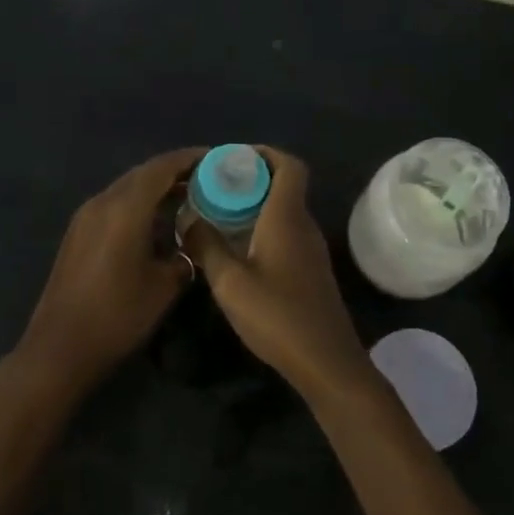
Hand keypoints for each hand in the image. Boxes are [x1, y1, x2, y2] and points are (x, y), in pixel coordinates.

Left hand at [16, 147, 204, 393]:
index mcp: (125, 208)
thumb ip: (186, 255)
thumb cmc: (117, 316)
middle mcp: (102, 202)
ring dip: (155, 188)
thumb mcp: (164, 287)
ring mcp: (85, 216)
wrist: (59, 348)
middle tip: (206, 179)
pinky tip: (156, 222)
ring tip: (187, 199)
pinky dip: (138, 203)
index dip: (189, 159)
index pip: (161, 168)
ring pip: (126, 188)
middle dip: (174, 172)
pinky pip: (113, 204)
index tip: (215, 158)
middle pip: (143, 174)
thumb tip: (196, 241)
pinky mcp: (77, 233)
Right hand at [181, 148, 373, 401]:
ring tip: (218, 215)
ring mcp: (311, 249)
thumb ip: (206, 246)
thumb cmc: (278, 316)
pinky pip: (286, 233)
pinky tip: (237, 249)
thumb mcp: (230, 283)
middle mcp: (303, 225)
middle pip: (284, 185)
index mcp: (287, 218)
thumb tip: (188, 220)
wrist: (325, 361)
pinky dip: (262, 228)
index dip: (264, 153)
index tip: (232, 159)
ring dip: (255, 205)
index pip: (289, 166)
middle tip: (213, 187)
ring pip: (283, 211)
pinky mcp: (310, 270)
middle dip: (250, 179)